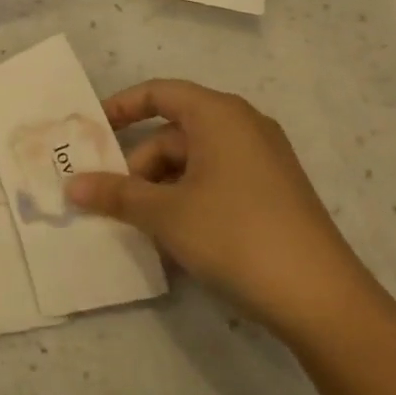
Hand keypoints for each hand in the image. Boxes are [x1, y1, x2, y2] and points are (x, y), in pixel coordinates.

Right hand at [64, 80, 375, 340]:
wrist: (323, 301)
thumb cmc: (235, 235)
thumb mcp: (165, 214)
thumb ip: (115, 194)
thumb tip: (72, 186)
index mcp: (218, 115)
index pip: (158, 93)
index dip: (120, 107)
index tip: (90, 132)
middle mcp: (243, 126)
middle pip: (173, 133)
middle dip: (138, 165)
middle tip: (111, 199)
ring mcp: (263, 160)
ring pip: (193, 161)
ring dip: (161, 188)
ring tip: (141, 227)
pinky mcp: (274, 193)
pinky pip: (216, 181)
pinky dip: (188, 199)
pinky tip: (176, 237)